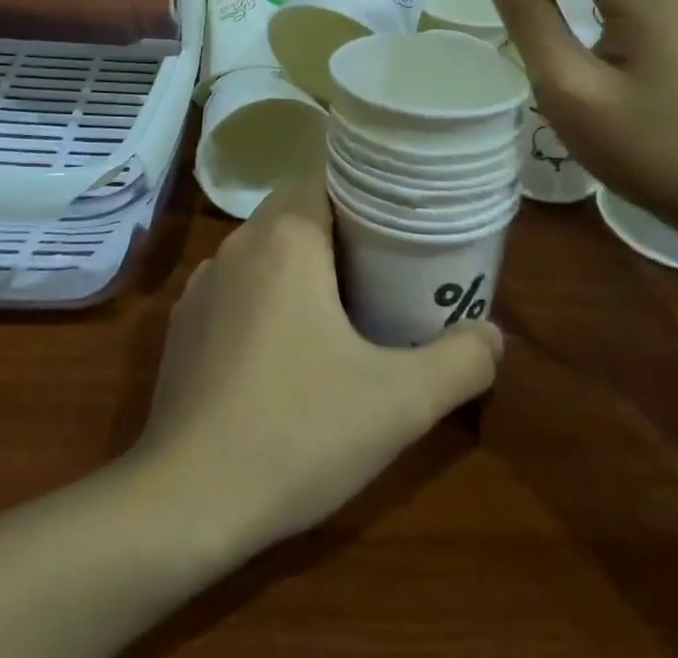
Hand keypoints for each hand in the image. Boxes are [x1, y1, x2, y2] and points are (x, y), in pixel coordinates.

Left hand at [135, 173, 500, 556]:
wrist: (188, 498)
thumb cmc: (298, 431)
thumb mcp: (398, 403)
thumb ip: (459, 363)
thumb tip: (493, 335)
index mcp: (288, 238)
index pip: (326, 179)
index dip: (363, 194)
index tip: (395, 222)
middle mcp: (240, 242)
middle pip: (294, 208)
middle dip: (336, 227)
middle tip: (380, 264)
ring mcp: (204, 281)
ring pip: (262, 246)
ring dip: (297, 260)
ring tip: (338, 302)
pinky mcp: (184, 320)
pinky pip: (234, 283)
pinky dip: (261, 293)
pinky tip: (281, 346)